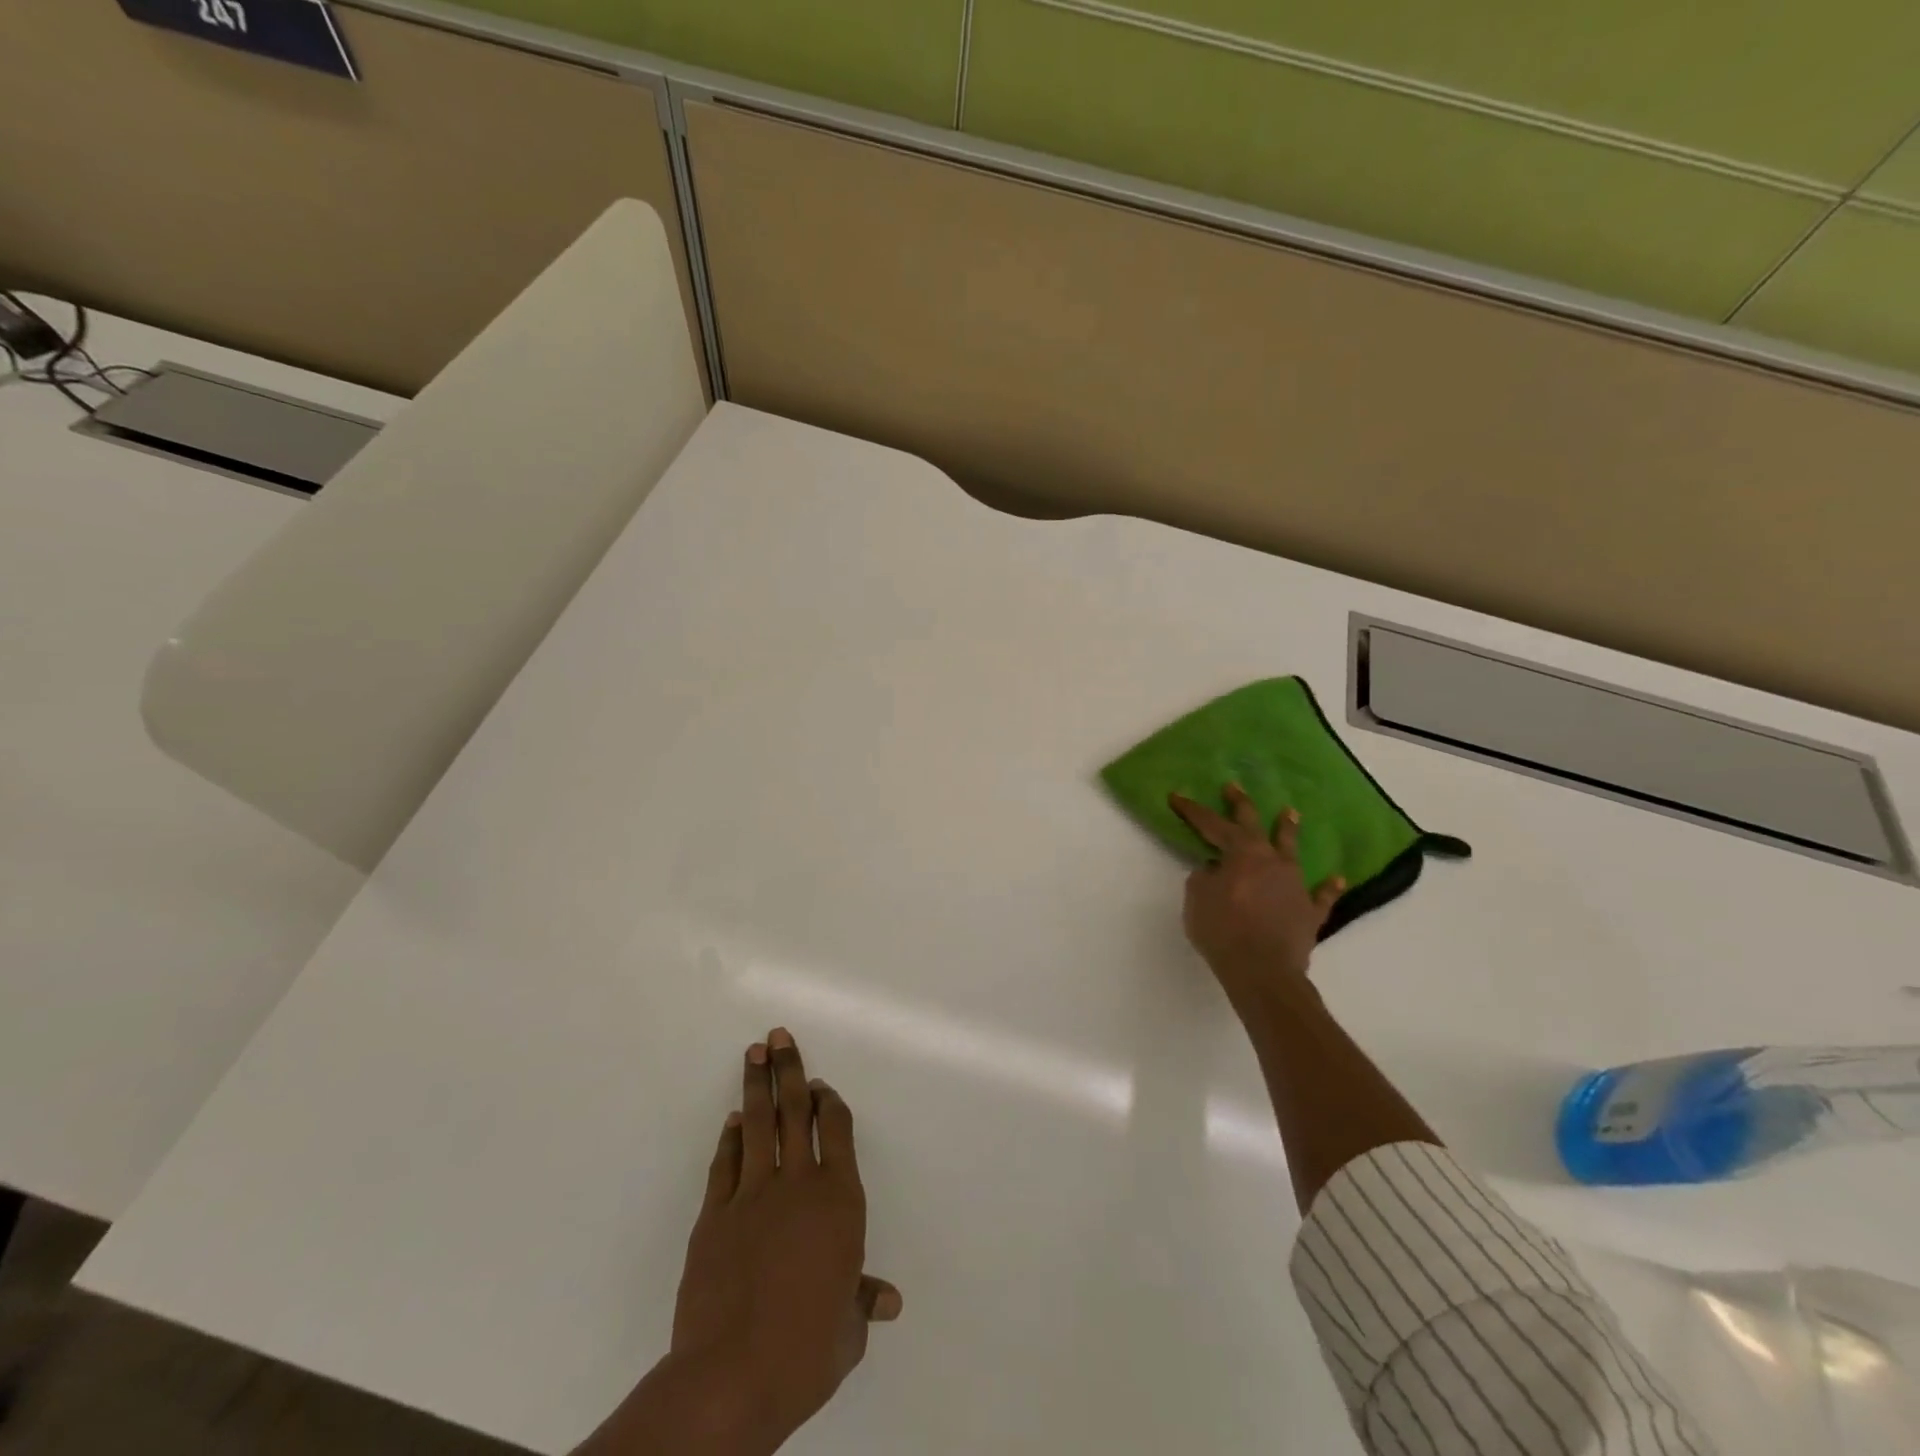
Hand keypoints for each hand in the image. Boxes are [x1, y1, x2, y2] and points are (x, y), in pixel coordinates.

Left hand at [670, 1028, 901, 1451]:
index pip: (837, 1131)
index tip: (820, 1086)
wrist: (732, 1376)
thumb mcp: (847, 1331)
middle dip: (789, 1070)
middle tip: (779, 1036)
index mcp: (839, 1200)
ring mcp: (752, 1195)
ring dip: (756, 1085)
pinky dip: (730, 1137)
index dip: (828, 1103)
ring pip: (757, 1125)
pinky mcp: (714, 1216)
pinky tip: (733, 1120)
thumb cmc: (806, 1350)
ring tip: (755, 1053)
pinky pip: (725, 1163)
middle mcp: (798, 1184)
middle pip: (794, 1112)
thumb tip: (888, 1300)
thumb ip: (863, 1302)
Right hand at [1168, 784, 1344, 1008]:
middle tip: (1234, 787)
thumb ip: (1204, 878)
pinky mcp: (1309, 912)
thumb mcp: (1197, 900)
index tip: (1177, 796)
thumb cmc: (1223, 930)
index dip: (1193, 810)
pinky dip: (1328, 887)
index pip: (1212, 825)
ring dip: (1288, 831)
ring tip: (1291, 813)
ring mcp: (1295, 885)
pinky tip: (1337, 878)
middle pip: (1254, 826)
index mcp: (1241, 854)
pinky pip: (1321, 895)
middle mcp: (1271, 861)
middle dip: (1241, 805)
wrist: (1263, 971)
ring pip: (1292, 851)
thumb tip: (1215, 870)